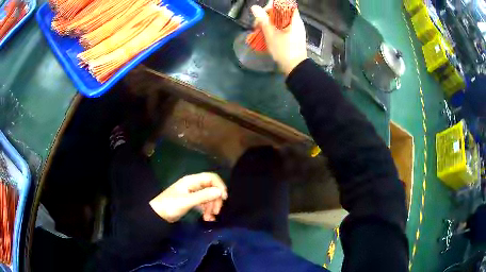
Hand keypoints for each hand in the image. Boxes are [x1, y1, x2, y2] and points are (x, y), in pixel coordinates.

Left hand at [149, 172, 227, 222]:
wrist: (158, 215)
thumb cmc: (170, 206)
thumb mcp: (187, 201)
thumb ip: (203, 196)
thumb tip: (220, 192)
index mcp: (191, 181)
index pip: (210, 178)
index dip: (219, 186)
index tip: (224, 198)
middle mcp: (193, 185)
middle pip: (211, 188)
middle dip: (215, 200)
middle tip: (216, 212)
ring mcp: (192, 193)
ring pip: (208, 197)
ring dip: (212, 207)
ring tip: (210, 218)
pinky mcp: (191, 201)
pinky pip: (204, 203)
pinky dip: (207, 210)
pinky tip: (207, 218)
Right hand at [251, 4, 307, 75]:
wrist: (295, 68)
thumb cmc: (284, 51)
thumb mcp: (271, 35)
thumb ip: (263, 20)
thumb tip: (254, 7)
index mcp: (294, 19)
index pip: (285, 4)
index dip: (273, 6)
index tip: (264, 12)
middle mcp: (296, 22)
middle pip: (281, 11)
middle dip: (268, 15)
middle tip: (257, 24)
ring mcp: (295, 29)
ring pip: (280, 19)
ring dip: (269, 22)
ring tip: (259, 30)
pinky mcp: (293, 36)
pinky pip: (282, 26)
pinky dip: (273, 28)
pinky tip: (265, 34)